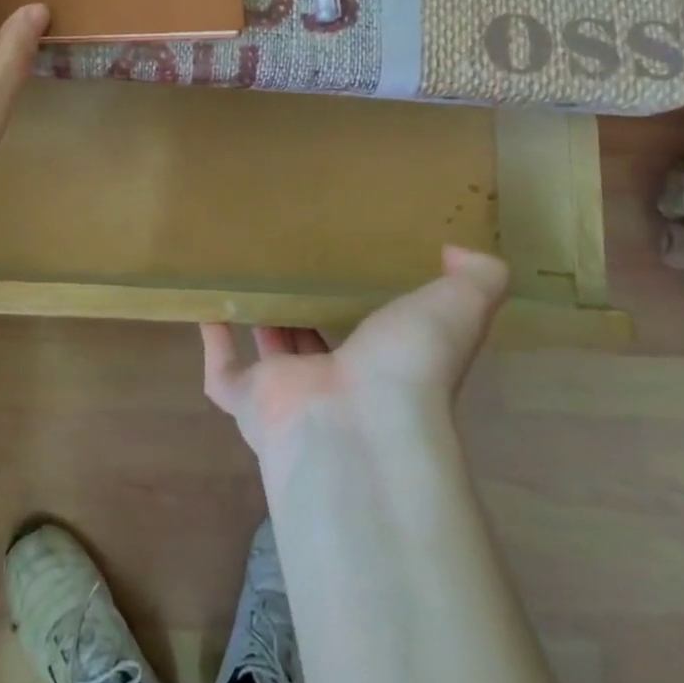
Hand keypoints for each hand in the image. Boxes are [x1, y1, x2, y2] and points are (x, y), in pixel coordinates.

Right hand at [199, 247, 507, 459]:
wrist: (358, 429)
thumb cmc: (408, 367)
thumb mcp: (457, 308)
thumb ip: (478, 278)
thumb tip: (460, 253)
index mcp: (386, 364)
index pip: (374, 335)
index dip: (367, 308)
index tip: (355, 265)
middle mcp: (336, 381)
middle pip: (317, 343)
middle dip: (307, 312)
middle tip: (292, 266)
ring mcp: (289, 393)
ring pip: (269, 355)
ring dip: (260, 321)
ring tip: (249, 277)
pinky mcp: (249, 402)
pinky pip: (222, 373)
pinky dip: (212, 343)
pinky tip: (205, 305)